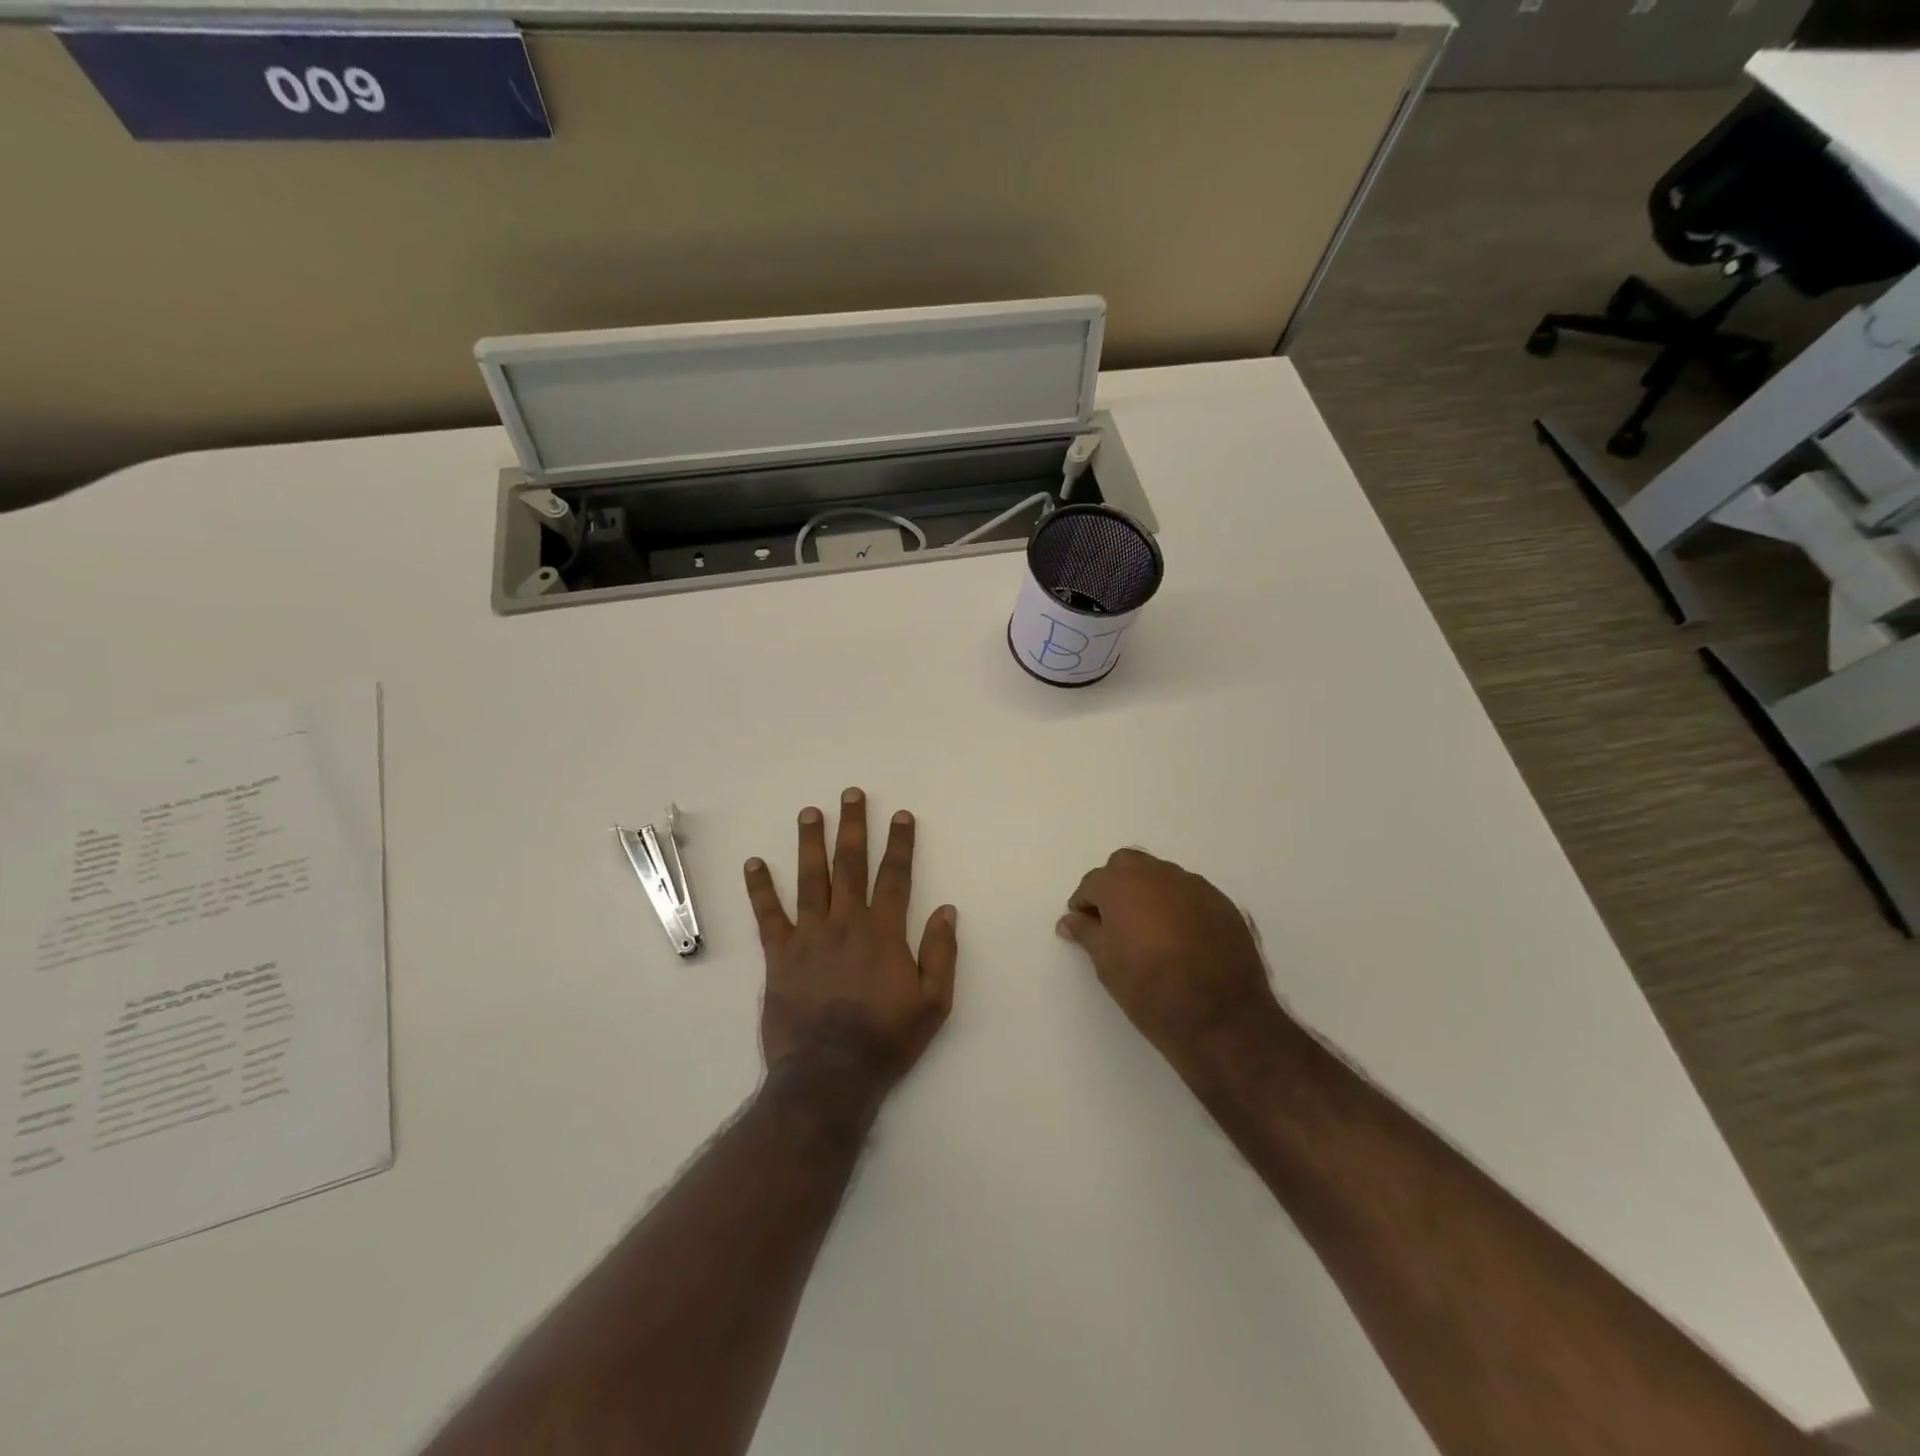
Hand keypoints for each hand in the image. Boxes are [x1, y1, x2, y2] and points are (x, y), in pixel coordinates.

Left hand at [745, 789, 957, 1101]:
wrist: (829, 1074)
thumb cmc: (886, 1039)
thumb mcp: (933, 1003)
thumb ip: (941, 953)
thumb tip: (947, 909)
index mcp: (884, 932)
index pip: (895, 877)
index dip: (900, 844)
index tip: (901, 815)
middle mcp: (846, 923)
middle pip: (850, 865)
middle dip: (853, 827)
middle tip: (851, 794)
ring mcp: (809, 936)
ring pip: (810, 879)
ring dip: (810, 842)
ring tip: (810, 812)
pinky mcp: (779, 956)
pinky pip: (768, 915)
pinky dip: (760, 888)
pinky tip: (755, 863)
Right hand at [1057, 849, 1285, 1081]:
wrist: (1220, 1017)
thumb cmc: (1149, 990)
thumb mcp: (1106, 964)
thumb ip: (1086, 933)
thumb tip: (1069, 920)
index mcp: (1122, 885)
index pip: (1093, 882)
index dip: (1084, 903)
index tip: (1085, 925)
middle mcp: (1157, 875)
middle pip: (1127, 865)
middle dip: (1116, 885)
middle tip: (1115, 919)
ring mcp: (1194, 886)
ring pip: (1161, 875)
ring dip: (1148, 892)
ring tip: (1149, 929)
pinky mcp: (1222, 903)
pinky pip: (1190, 893)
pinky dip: (1178, 905)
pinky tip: (1181, 936)